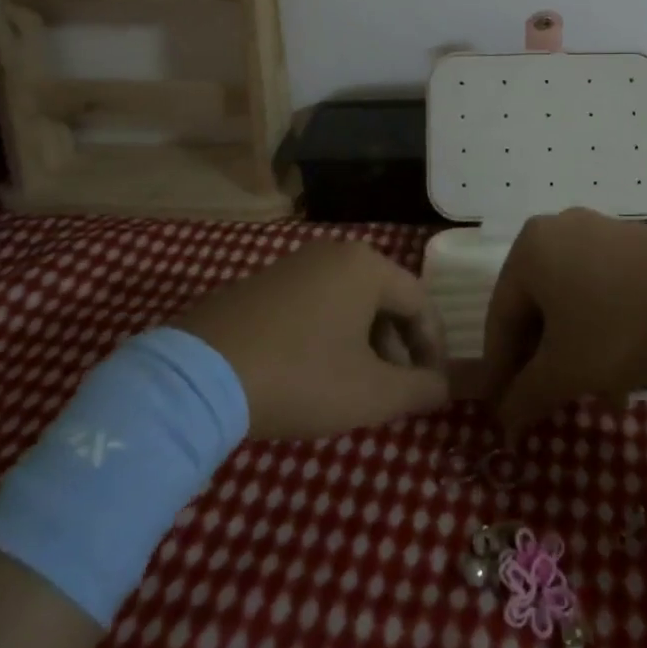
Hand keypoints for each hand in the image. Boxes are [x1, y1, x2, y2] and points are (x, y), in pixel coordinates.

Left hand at [175, 238, 449, 439]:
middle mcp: (333, 253)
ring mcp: (294, 265)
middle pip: (384, 300)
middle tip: (395, 393)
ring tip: (357, 390)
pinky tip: (315, 376)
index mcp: (366, 266)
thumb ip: (420, 389)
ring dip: (364, 346)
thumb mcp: (371, 394)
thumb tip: (445, 386)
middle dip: (397, 349)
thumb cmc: (302, 376)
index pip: (420, 302)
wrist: (201, 376)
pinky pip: (315, 306)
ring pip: (349, 304)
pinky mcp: (263, 284)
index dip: (434, 348)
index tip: (433, 389)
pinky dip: (329, 338)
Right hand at [481, 209, 646, 439]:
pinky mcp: (636, 243)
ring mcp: (601, 231)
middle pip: (537, 306)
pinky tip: (627, 372)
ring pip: (573, 301)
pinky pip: (604, 289)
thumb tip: (504, 421)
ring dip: (577, 352)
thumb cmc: (619, 329)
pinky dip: (605, 330)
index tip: (502, 410)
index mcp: (529, 248)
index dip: (499, 369)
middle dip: (544, 362)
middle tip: (549, 404)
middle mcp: (559, 229)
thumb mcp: (566, 371)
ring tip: (601, 399)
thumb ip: (527, 395)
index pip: (500, 315)